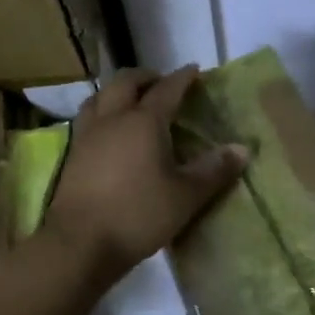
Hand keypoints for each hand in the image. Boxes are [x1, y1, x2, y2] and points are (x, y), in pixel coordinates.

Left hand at [40, 66, 246, 293]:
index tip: (194, 70)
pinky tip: (109, 131)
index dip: (182, 77)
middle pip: (126, 82)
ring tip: (132, 102)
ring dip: (118, 91)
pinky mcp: (72, 154)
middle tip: (162, 84)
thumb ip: (214, 170)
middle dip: (146, 77)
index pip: (167, 89)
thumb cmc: (138, 214)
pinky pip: (88, 118)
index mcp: (144, 121)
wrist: (78, 244)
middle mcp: (113, 118)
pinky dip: (102, 112)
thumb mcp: (186, 196)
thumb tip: (242, 149)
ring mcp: (88, 135)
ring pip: (100, 96)